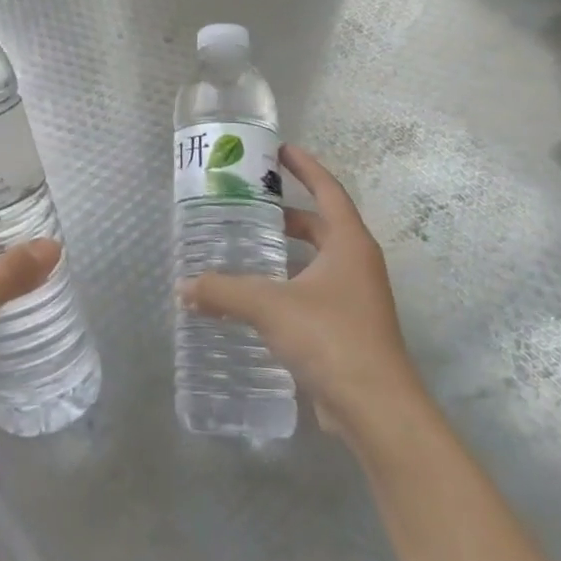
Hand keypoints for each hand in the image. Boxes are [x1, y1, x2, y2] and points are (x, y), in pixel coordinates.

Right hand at [181, 144, 422, 436]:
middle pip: (321, 224)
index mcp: (349, 243)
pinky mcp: (348, 329)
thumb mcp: (269, 305)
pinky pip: (314, 291)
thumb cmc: (330, 338)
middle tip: (249, 203)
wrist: (377, 410)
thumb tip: (183, 288)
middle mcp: (357, 264)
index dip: (305, 167)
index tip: (279, 150)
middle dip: (287, 212)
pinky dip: (288, 285)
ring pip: (317, 261)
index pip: (328, 190)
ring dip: (286, 251)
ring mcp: (356, 298)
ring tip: (246, 247)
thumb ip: (223, 291)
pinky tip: (258, 297)